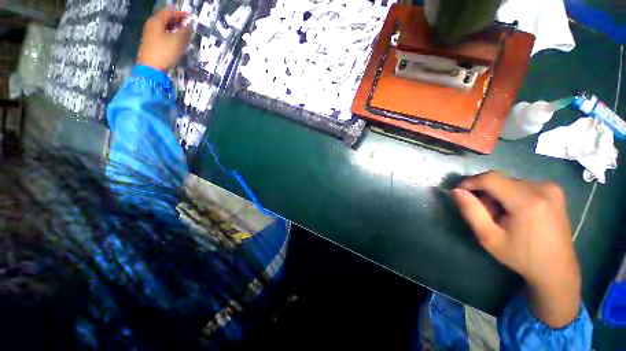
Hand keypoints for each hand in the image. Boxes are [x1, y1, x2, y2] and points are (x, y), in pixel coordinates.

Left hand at [137, 7, 191, 71]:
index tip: (190, 17)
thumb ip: (185, 32)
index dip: (180, 13)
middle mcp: (151, 25)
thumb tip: (190, 25)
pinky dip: (170, 34)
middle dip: (177, 20)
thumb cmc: (165, 52)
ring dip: (174, 28)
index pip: (169, 12)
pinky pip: (162, 34)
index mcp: (156, 21)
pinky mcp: (151, 43)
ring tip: (184, 32)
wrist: (151, 68)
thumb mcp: (178, 41)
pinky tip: (176, 39)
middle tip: (188, 24)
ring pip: (164, 27)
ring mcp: (150, 34)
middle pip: (165, 18)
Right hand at [451, 171, 580, 327]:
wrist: (557, 270)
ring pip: (509, 183)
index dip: (471, 182)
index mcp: (528, 201)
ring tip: (500, 216)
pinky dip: (511, 194)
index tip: (459, 192)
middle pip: (500, 181)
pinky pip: (522, 185)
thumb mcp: (489, 237)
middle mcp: (542, 188)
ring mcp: (551, 188)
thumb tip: (456, 191)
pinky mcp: (554, 191)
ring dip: (498, 195)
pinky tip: (514, 212)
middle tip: (484, 213)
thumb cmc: (521, 256)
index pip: (491, 178)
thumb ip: (471, 211)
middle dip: (485, 193)